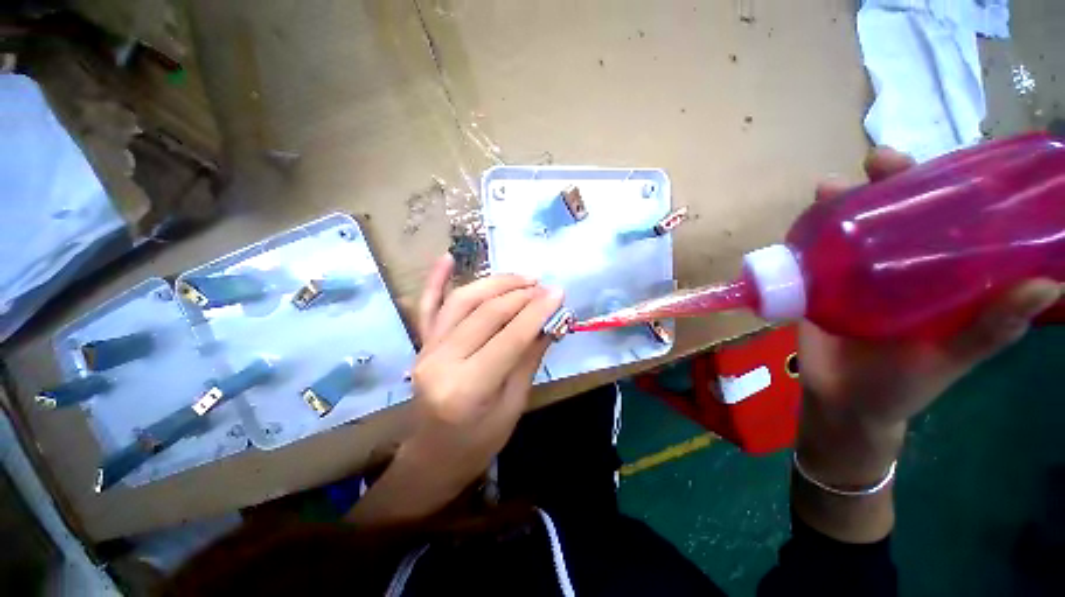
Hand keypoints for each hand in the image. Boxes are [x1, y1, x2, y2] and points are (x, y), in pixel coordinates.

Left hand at [347, 256, 562, 526]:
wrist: (433, 456)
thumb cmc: (479, 441)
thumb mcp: (514, 405)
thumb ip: (529, 358)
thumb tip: (551, 322)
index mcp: (468, 388)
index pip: (509, 338)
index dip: (537, 312)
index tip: (558, 293)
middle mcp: (442, 362)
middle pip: (486, 314)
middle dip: (521, 295)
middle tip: (545, 286)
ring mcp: (427, 349)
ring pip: (462, 302)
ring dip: (495, 283)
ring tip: (522, 277)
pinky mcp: (422, 344)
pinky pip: (427, 307)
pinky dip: (436, 281)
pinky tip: (447, 258)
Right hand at [803, 148, 1061, 433]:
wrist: (841, 401)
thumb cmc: (901, 386)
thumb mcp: (949, 359)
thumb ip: (990, 330)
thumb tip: (1047, 282)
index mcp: (940, 274)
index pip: (950, 217)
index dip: (948, 184)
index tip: (943, 161)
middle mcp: (897, 265)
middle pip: (894, 211)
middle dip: (886, 182)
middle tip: (877, 164)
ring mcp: (853, 272)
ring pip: (849, 226)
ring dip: (839, 201)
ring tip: (827, 189)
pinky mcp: (816, 283)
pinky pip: (812, 251)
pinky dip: (806, 232)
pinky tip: (801, 222)